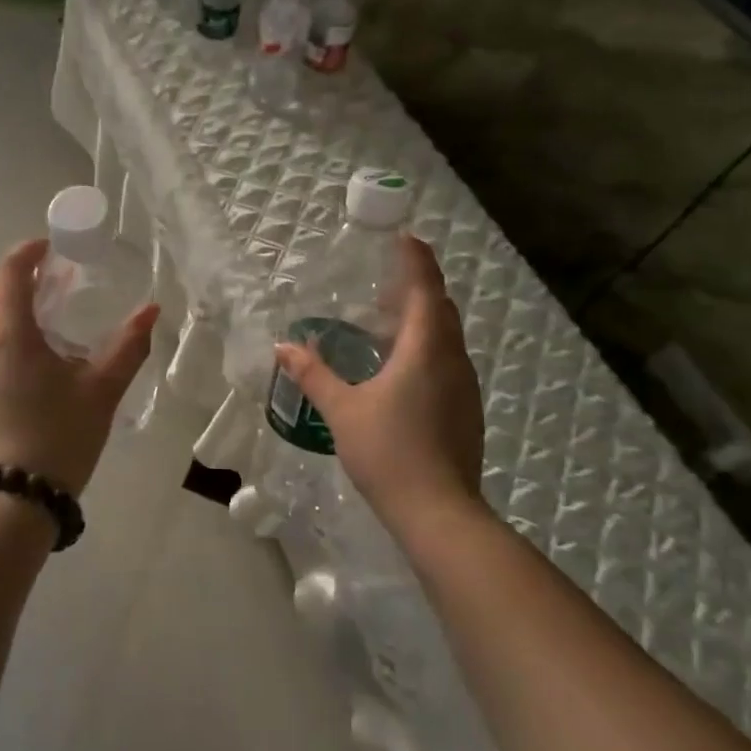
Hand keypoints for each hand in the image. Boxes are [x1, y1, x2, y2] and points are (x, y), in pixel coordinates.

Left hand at [0, 238, 159, 497]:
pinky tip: (32, 354)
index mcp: (6, 331)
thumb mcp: (101, 389)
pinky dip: (4, 332)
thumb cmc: (58, 436)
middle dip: (22, 276)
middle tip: (58, 276)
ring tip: (49, 312)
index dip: (29, 252)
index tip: (55, 246)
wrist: (9, 503)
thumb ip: (128, 345)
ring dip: (12, 305)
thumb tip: (152, 310)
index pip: (9, 271)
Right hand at [273, 235, 486, 532]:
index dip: (417, 261)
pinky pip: (448, 361)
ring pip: (447, 337)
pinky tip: (400, 368)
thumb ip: (313, 374)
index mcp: (425, 350)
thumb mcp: (342, 410)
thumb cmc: (389, 451)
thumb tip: (284, 346)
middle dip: (419, 288)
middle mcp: (452, 360)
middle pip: (441, 310)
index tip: (406, 238)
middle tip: (386, 282)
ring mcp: (464, 387)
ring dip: (424, 320)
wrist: (439, 512)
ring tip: (389, 321)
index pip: (425, 290)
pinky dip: (427, 348)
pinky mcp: (466, 410)